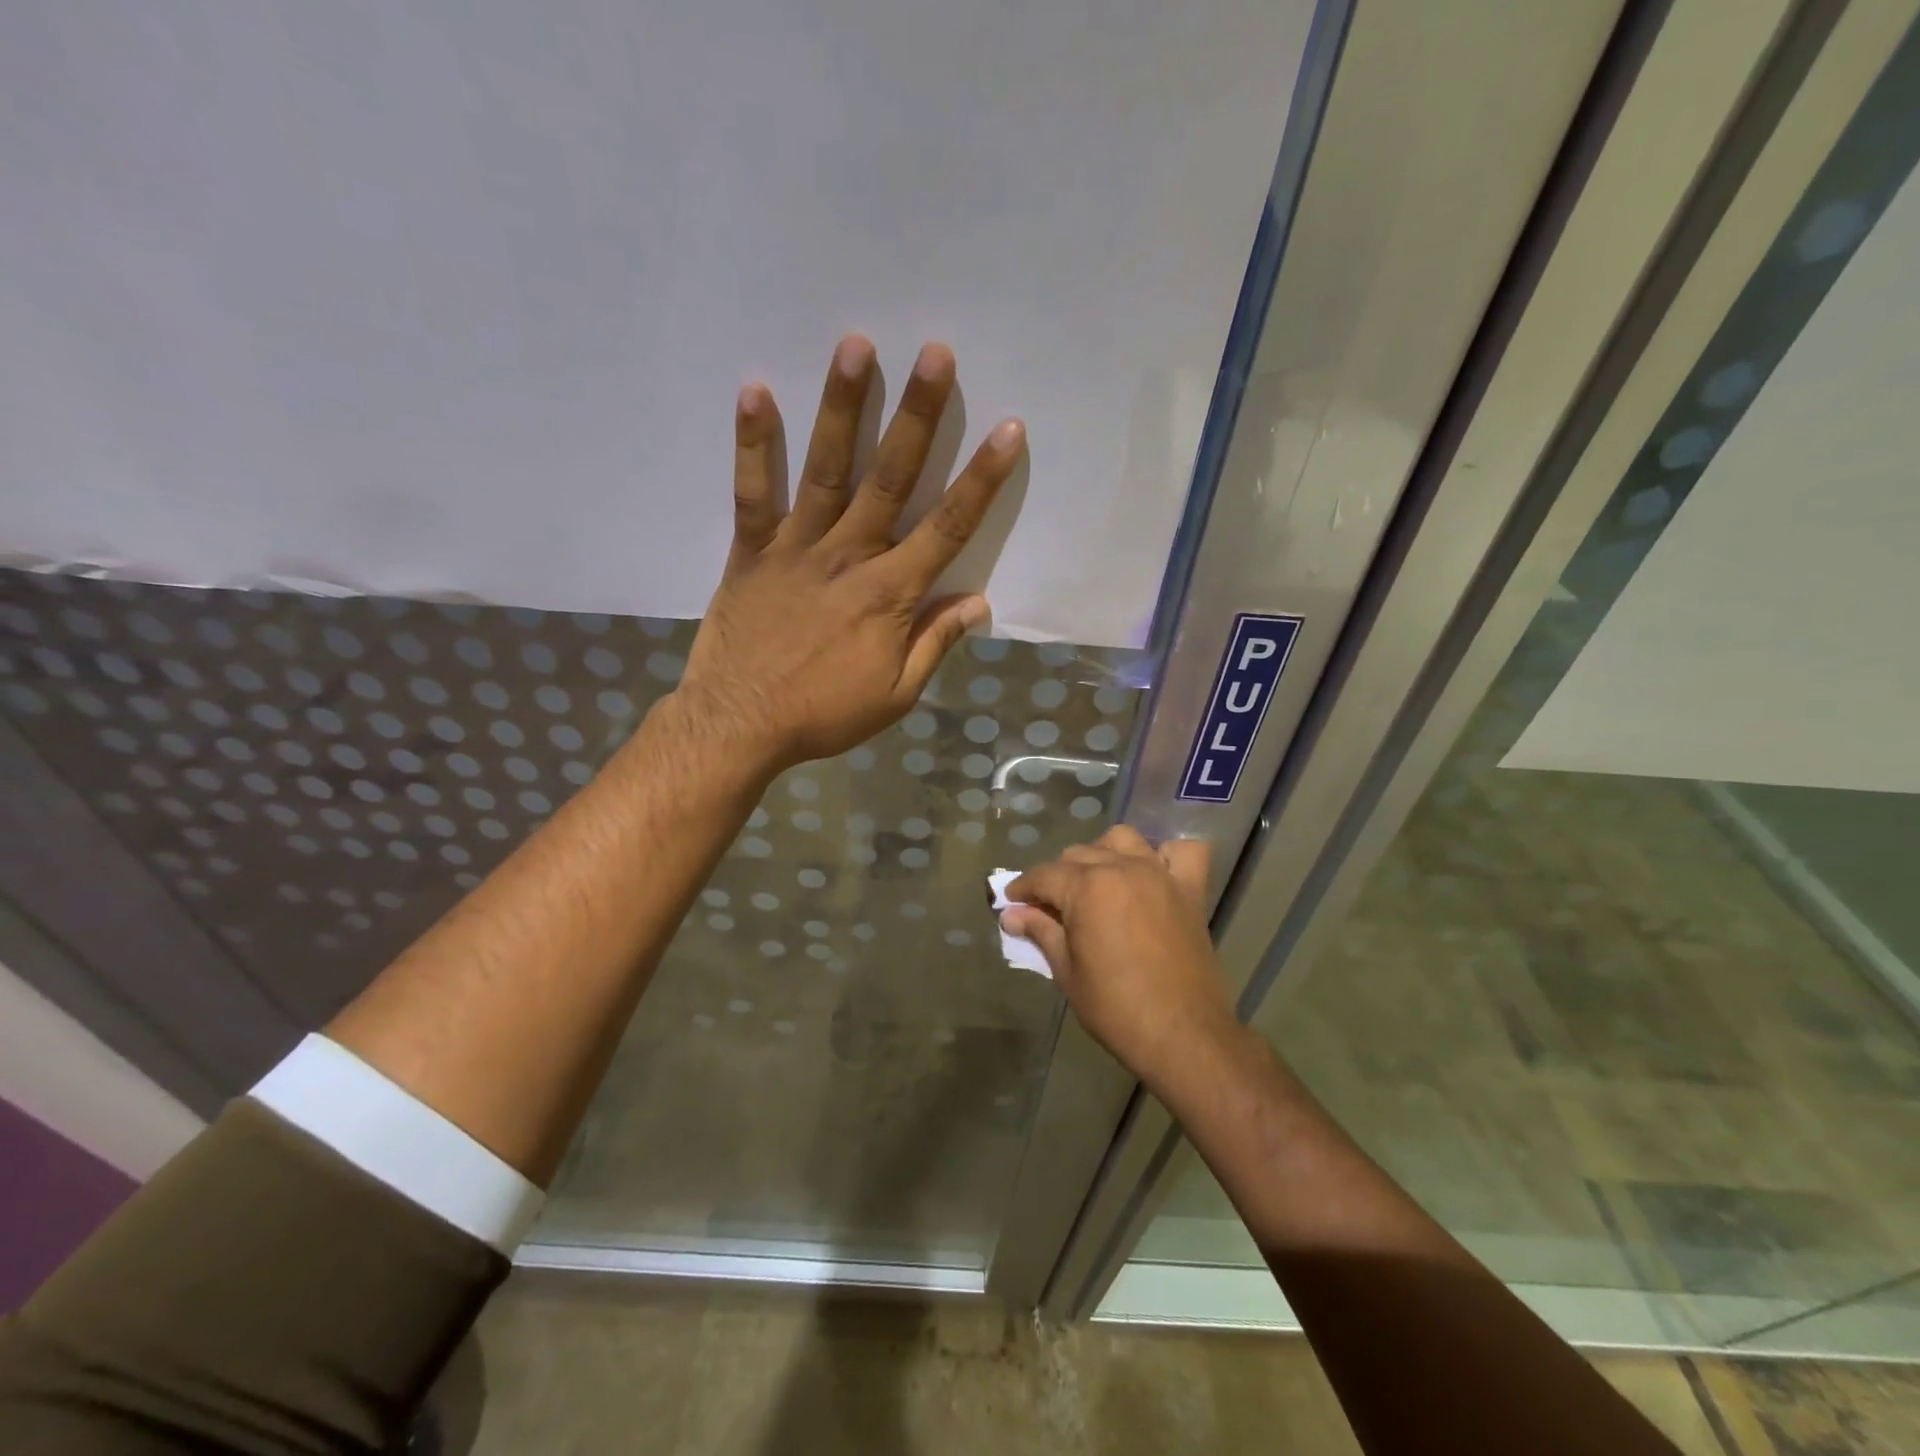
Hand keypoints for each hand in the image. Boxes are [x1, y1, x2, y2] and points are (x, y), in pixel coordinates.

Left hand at [676, 334, 1025, 770]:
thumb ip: (935, 643)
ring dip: (842, 408)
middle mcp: (848, 557)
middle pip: (890, 478)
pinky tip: (756, 390)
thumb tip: (978, 602)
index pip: (948, 527)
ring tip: (855, 346)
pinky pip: (752, 494)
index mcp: (890, 594)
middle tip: (936, 354)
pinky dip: (753, 445)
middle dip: (918, 415)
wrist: (739, 726)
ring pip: (826, 470)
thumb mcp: (895, 694)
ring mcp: (795, 548)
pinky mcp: (750, 552)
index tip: (1009, 429)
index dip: (982, 479)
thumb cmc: (823, 714)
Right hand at [1003, 827, 1236, 1087]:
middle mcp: (1122, 867)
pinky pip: (1182, 852)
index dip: (1023, 888)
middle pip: (1078, 855)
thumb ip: (1040, 932)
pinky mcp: (1191, 890)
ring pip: (1122, 840)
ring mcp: (1159, 874)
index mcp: (1087, 887)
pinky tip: (1153, 873)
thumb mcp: (1067, 972)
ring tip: (1097, 884)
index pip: (1043, 875)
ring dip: (1104, 854)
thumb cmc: (1116, 1008)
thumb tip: (1011, 914)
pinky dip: (1166, 855)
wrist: (1183, 1035)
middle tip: (1050, 909)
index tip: (1012, 903)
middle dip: (1057, 877)